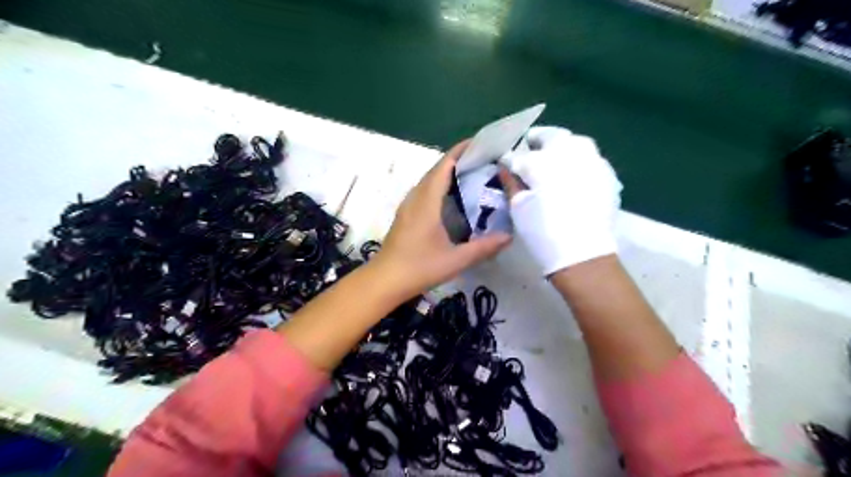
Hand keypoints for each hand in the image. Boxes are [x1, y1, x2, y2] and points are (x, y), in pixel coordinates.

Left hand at [378, 140, 511, 296]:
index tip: (480, 143)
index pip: (443, 166)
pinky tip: (452, 199)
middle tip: (483, 160)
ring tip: (471, 175)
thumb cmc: (418, 268)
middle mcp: (415, 198)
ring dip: (447, 173)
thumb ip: (483, 248)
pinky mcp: (405, 216)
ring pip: (428, 181)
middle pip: (436, 170)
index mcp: (427, 202)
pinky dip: (439, 186)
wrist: (384, 281)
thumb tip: (508, 237)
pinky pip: (424, 192)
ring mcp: (407, 207)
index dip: (460, 151)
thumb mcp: (455, 260)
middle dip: (458, 160)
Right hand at [500, 125, 622, 274]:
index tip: (507, 164)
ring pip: (575, 143)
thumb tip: (505, 167)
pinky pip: (590, 159)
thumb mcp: (519, 207)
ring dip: (561, 148)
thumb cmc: (542, 230)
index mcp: (542, 160)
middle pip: (552, 137)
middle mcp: (569, 152)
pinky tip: (573, 176)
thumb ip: (511, 182)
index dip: (511, 158)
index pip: (520, 153)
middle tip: (530, 154)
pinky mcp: (607, 174)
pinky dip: (578, 162)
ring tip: (553, 163)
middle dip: (538, 142)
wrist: (581, 253)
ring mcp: (592, 160)